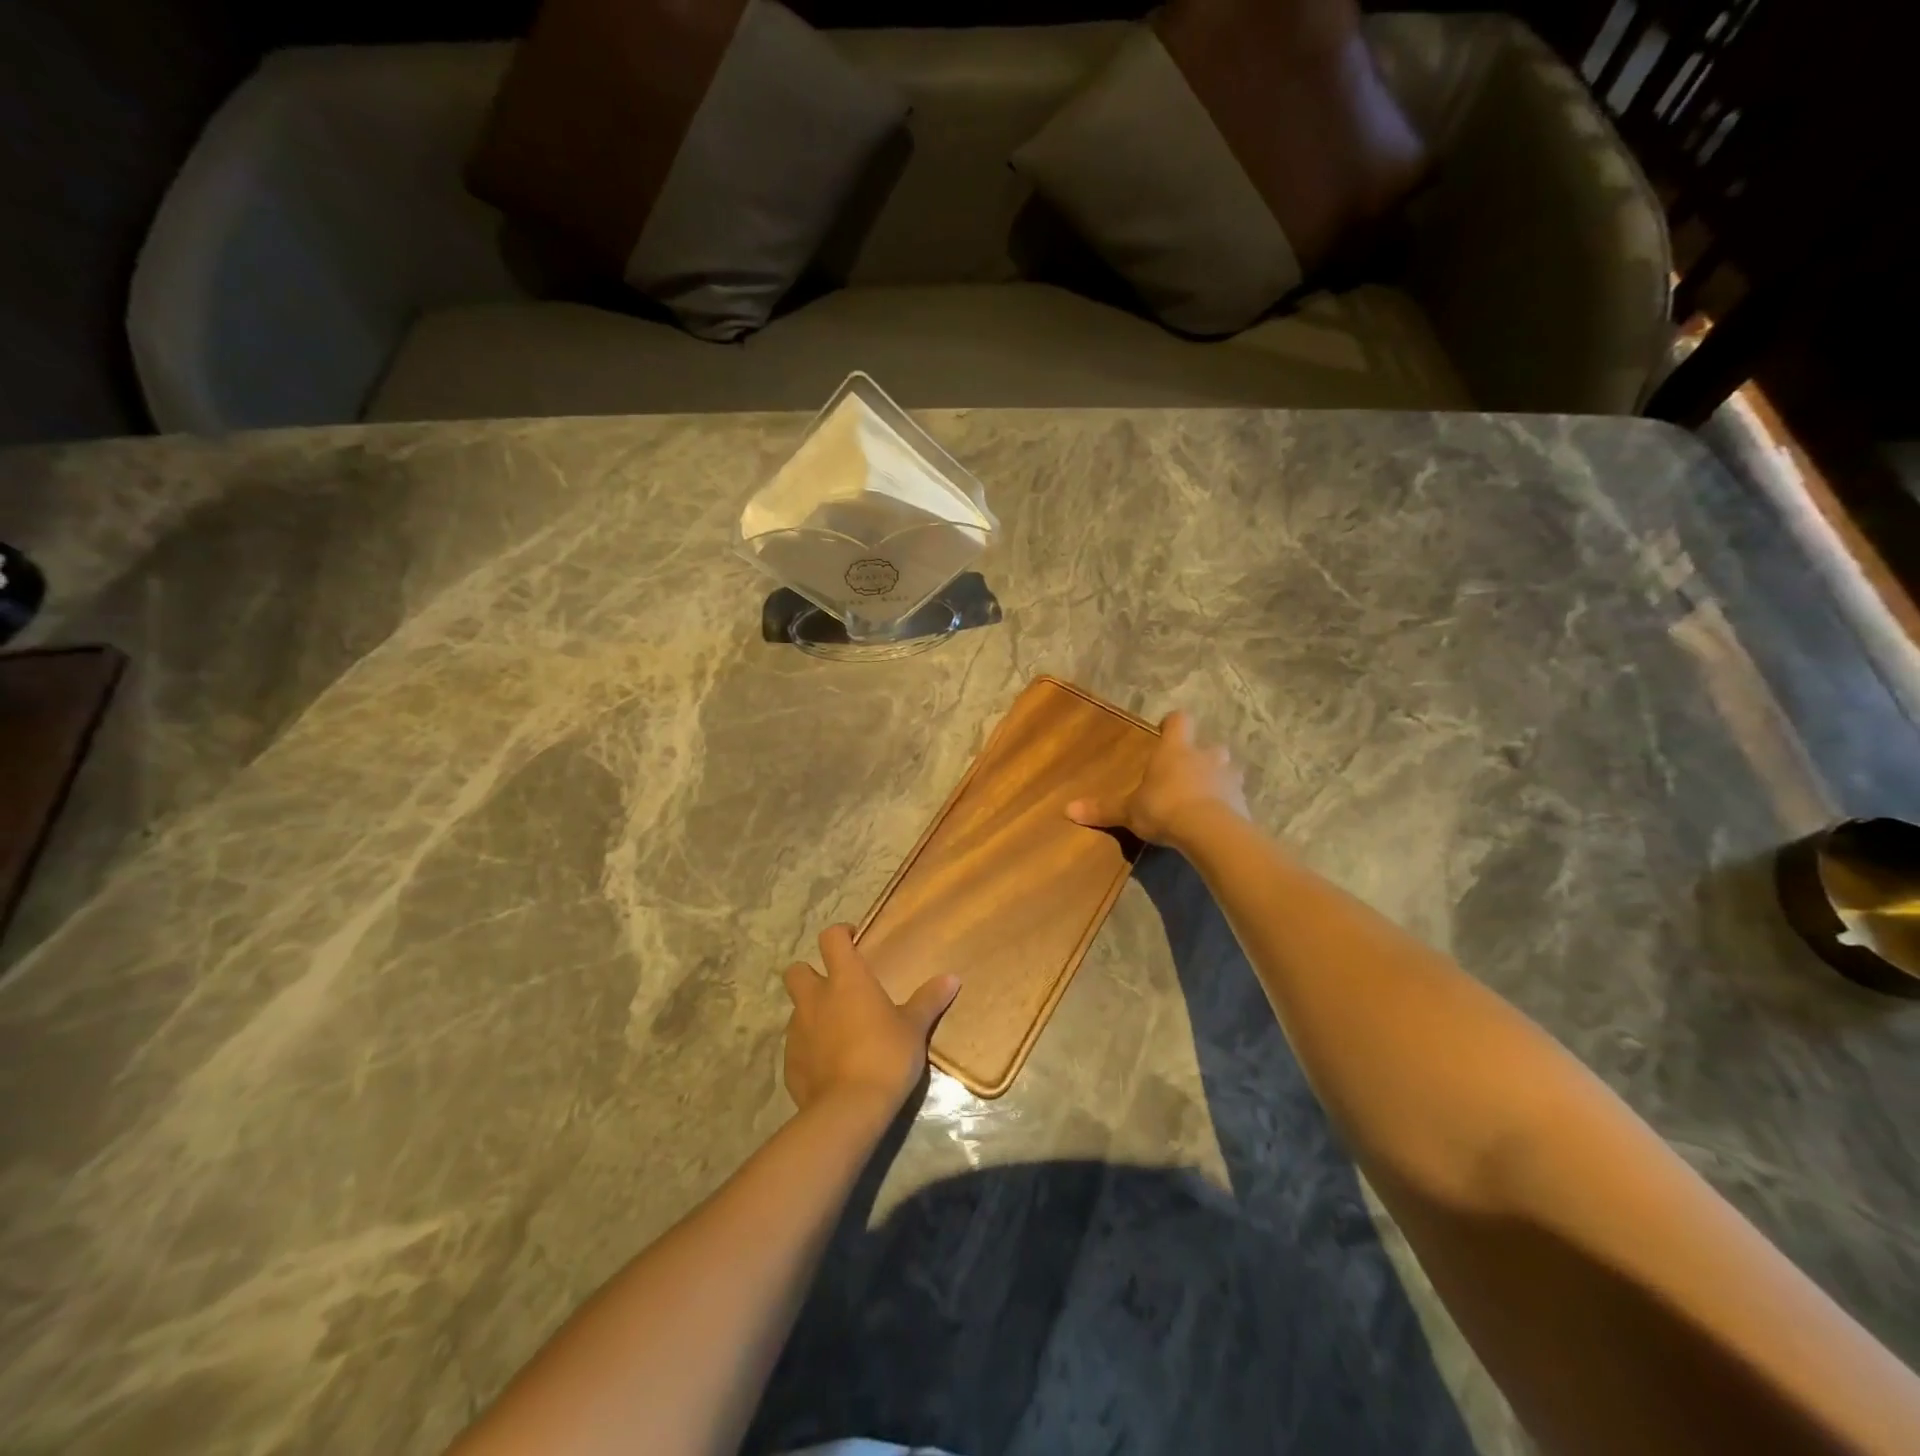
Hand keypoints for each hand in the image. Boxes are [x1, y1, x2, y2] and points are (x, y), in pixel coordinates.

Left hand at [781, 924, 959, 1115]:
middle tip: (836, 987)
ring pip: (796, 1009)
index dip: (840, 935)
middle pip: (797, 971)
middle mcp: (814, 998)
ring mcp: (797, 1031)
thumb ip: (929, 1000)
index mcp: (845, 980)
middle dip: (811, 973)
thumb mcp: (914, 1028)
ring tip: (837, 1030)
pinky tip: (830, 1064)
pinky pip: (796, 1045)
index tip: (854, 942)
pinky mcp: (789, 1063)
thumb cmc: (886, 1056)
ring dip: (811, 1013)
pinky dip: (809, 1048)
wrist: (849, 1109)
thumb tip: (952, 978)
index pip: (830, 938)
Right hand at [1066, 709, 1248, 848]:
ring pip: (1227, 771)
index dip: (1173, 724)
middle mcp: (1205, 757)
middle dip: (1202, 757)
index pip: (1179, 721)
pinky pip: (1235, 799)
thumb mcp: (1129, 811)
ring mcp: (1228, 779)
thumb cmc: (1164, 808)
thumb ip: (1103, 809)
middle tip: (1187, 773)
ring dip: (1218, 779)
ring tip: (1205, 797)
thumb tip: (1067, 810)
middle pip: (1210, 746)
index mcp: (1175, 750)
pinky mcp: (1243, 803)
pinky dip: (1228, 806)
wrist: (1209, 831)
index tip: (1166, 730)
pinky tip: (1217, 820)